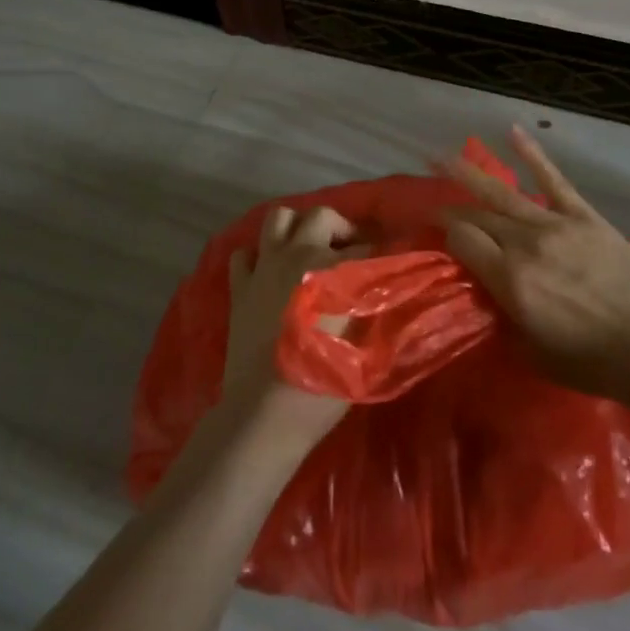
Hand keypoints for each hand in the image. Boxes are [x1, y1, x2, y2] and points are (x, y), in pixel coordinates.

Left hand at [219, 205, 371, 450]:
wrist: (263, 414)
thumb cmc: (321, 385)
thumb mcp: (363, 347)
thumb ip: (371, 308)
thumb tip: (380, 288)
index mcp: (332, 268)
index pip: (366, 247)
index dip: (381, 254)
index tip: (389, 264)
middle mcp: (297, 254)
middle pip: (322, 216)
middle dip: (341, 229)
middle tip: (351, 252)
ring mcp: (264, 267)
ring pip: (279, 218)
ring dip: (297, 228)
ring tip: (309, 250)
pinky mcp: (239, 286)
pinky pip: (246, 253)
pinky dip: (260, 255)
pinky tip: (271, 273)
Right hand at [441, 128, 629, 405]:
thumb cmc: (594, 362)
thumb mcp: (534, 355)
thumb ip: (504, 320)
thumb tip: (488, 295)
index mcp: (509, 280)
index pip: (462, 241)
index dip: (445, 235)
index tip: (437, 236)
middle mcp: (524, 244)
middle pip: (477, 216)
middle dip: (452, 210)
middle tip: (435, 206)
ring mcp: (554, 224)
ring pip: (501, 192)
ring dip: (468, 173)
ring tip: (442, 157)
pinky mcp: (583, 215)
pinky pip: (552, 178)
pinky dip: (532, 154)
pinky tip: (512, 131)